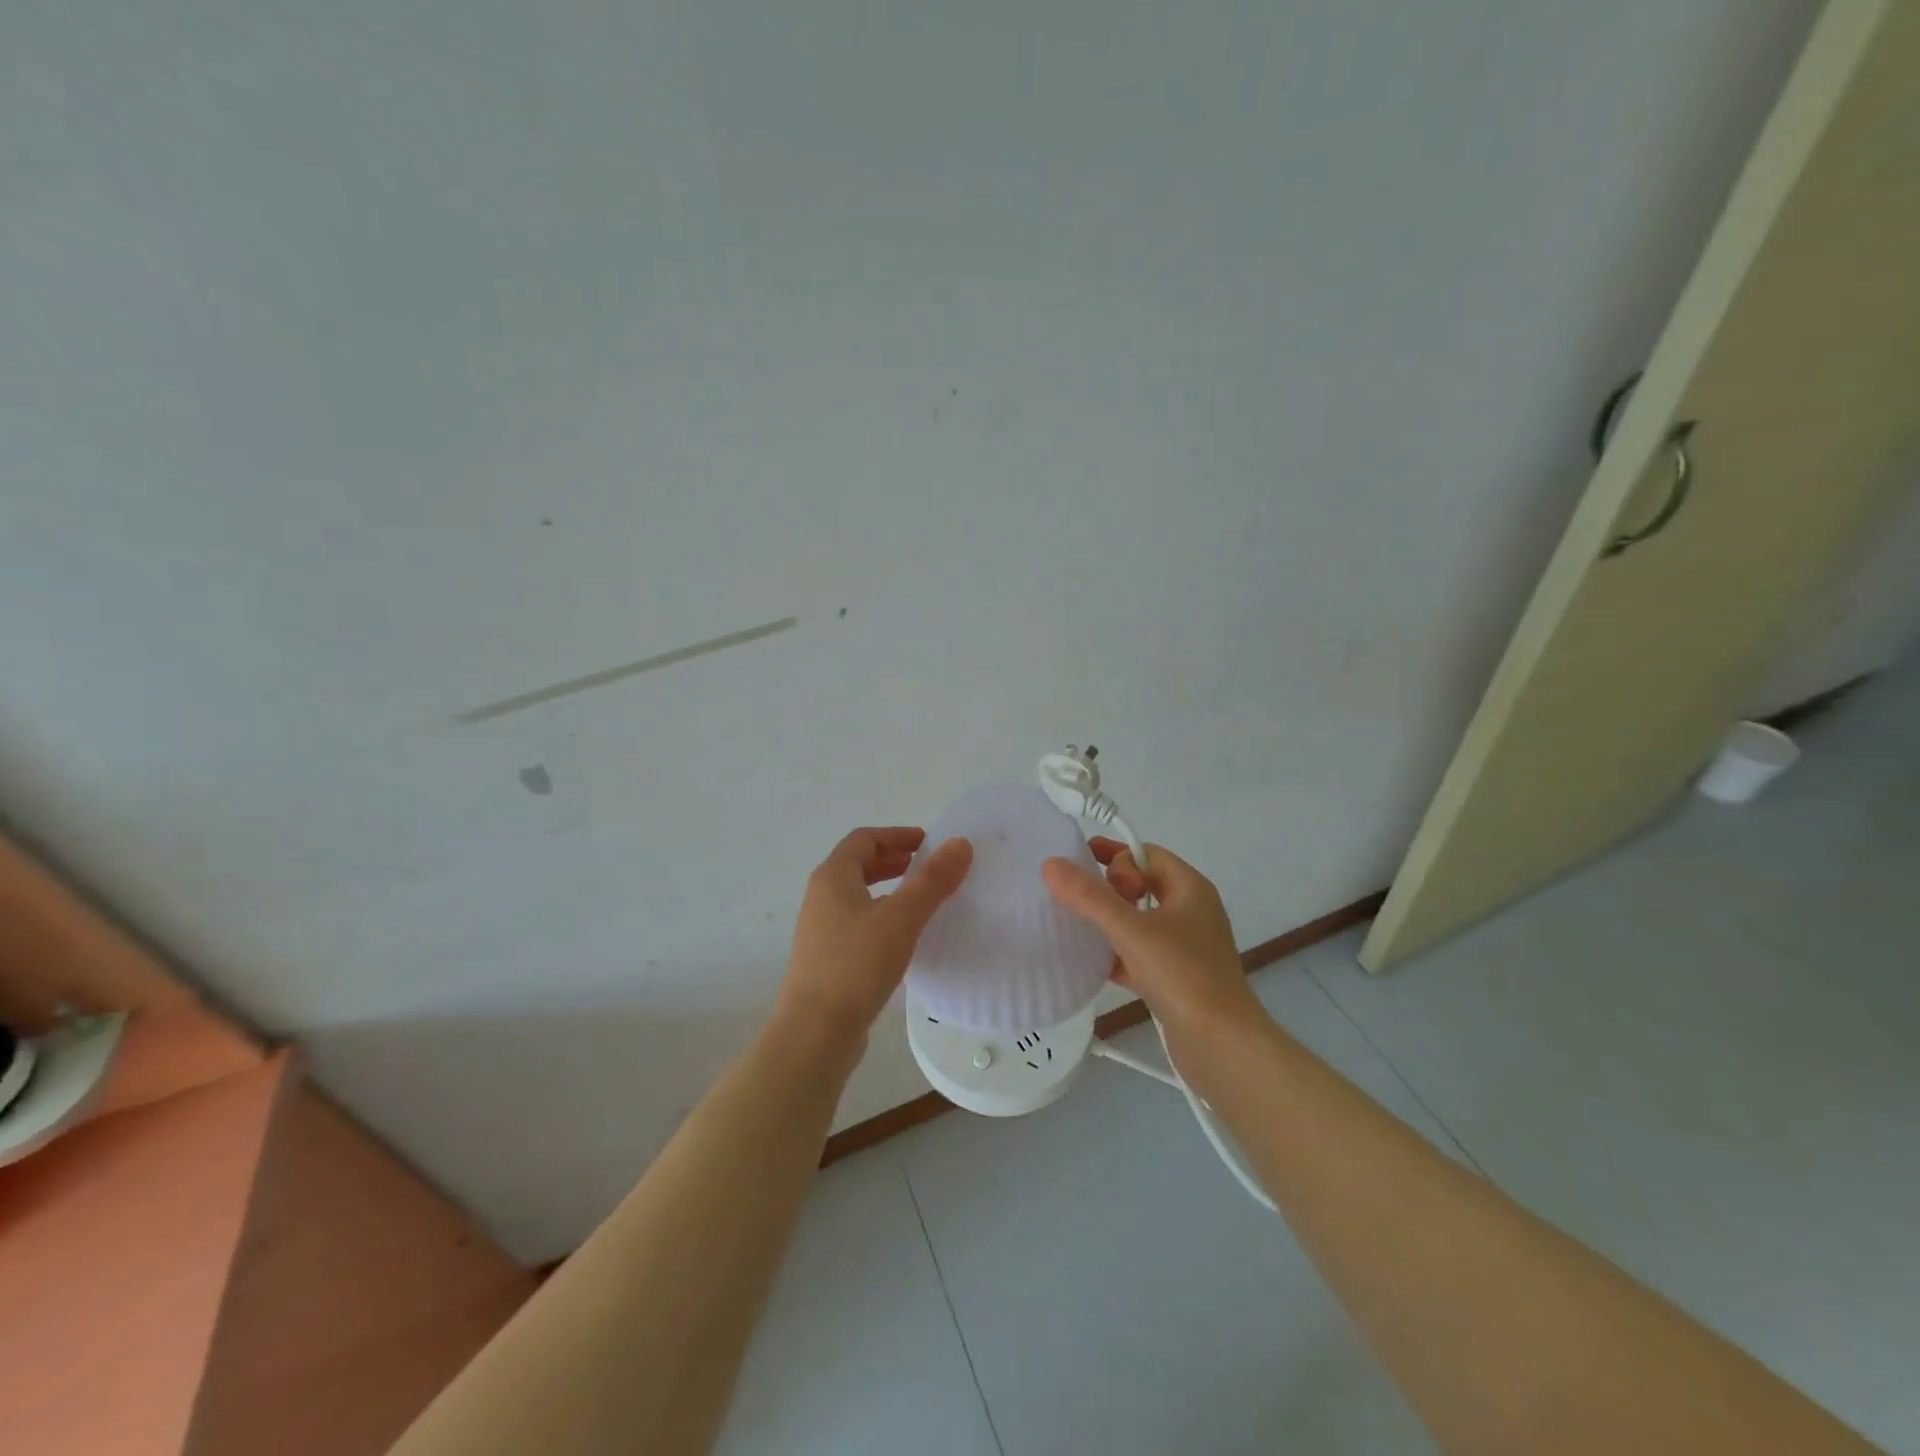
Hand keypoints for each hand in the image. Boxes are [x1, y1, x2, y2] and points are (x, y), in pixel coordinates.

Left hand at [778, 827, 973, 1044]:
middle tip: (926, 867)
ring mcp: (820, 930)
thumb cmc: (856, 965)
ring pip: (856, 896)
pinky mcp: (825, 960)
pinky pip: (856, 923)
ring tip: (919, 900)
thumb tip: (960, 843)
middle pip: (857, 865)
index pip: (864, 840)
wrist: (815, 1033)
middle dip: (892, 860)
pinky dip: (880, 916)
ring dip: (887, 889)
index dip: (896, 835)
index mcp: (832, 877)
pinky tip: (902, 938)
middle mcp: (820, 897)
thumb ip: (932, 880)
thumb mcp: (902, 918)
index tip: (928, 842)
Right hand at [1041, 838, 1263, 1034]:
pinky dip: (1117, 953)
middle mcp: (1191, 911)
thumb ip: (1089, 897)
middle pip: (1142, 885)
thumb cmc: (1182, 974)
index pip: (1146, 854)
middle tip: (1084, 901)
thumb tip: (1051, 863)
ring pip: (1139, 921)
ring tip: (1077, 928)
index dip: (1115, 858)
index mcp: (1189, 888)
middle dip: (1109, 889)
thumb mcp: (1130, 930)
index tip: (1085, 873)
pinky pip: (1140, 953)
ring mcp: (1185, 946)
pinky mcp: (1177, 978)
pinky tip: (1091, 964)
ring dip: (1110, 921)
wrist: (1222, 1046)